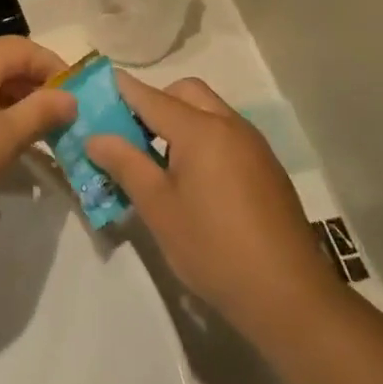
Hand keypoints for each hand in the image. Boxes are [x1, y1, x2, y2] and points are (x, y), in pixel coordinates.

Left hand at [0, 37, 75, 232]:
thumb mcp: (3, 140)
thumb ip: (41, 113)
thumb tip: (68, 98)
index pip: (25, 49)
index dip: (55, 70)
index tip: (76, 99)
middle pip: (0, 64)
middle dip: (32, 90)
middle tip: (55, 124)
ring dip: (7, 104)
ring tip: (26, 138)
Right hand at [87, 74, 338, 343]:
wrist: (287, 294)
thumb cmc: (212, 247)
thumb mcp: (158, 207)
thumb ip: (125, 164)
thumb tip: (96, 137)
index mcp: (201, 129)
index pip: (151, 96)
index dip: (122, 90)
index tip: (96, 89)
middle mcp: (230, 125)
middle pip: (186, 92)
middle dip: (155, 101)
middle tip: (130, 134)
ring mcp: (254, 146)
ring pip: (210, 111)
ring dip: (180, 120)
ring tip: (157, 161)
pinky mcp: (267, 168)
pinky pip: (227, 134)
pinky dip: (203, 139)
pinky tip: (193, 181)